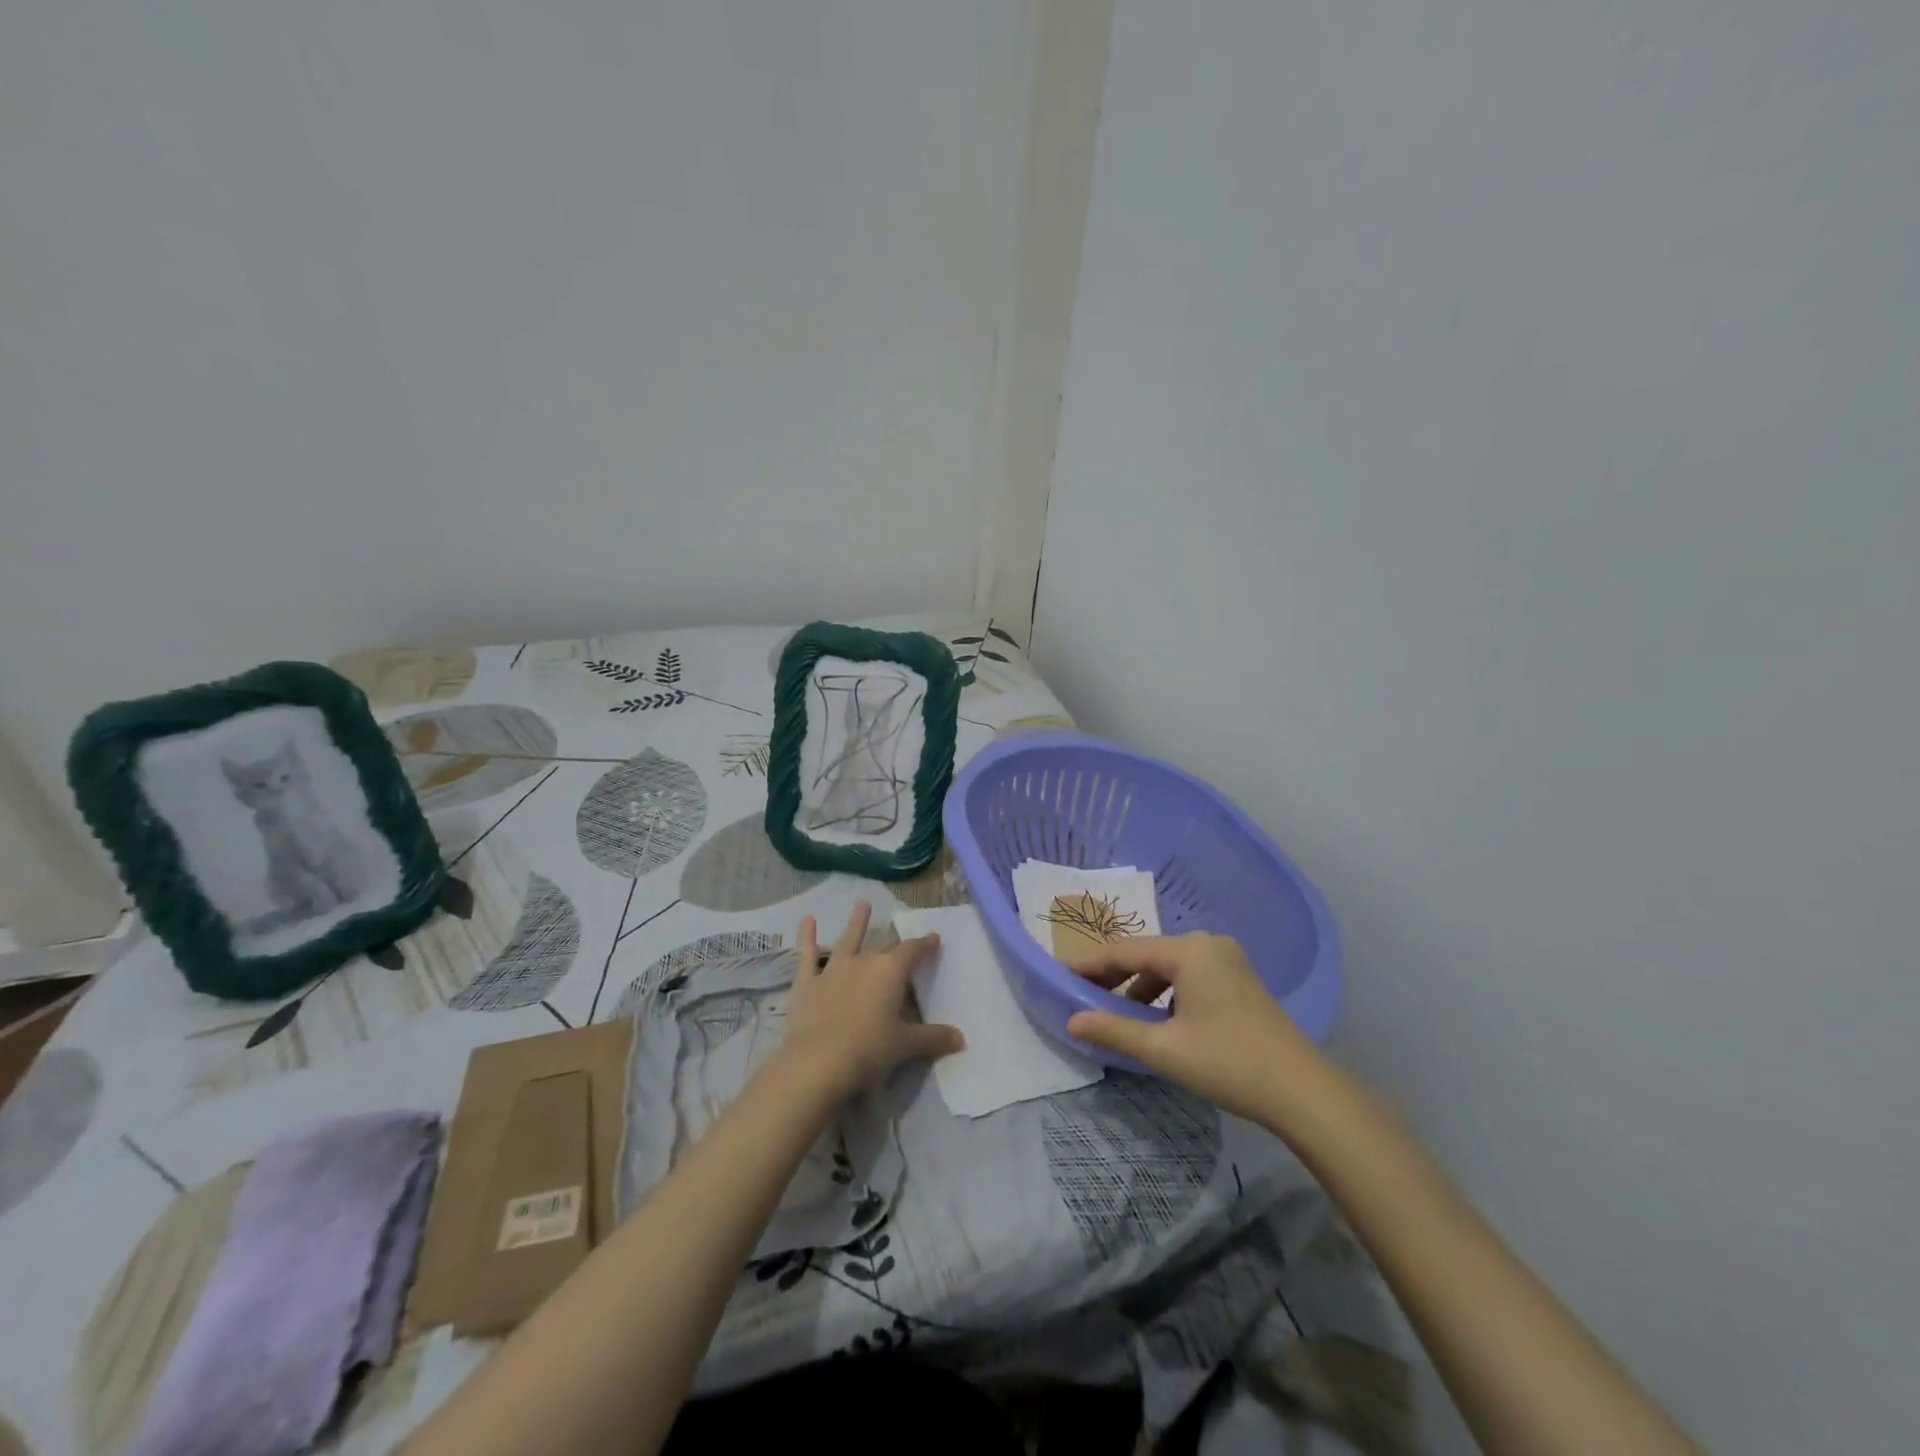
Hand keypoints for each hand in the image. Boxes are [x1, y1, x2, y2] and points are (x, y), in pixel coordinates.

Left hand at [775, 902, 963, 1102]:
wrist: (817, 1062)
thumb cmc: (869, 1051)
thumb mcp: (906, 1046)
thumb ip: (933, 1038)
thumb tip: (961, 1039)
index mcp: (890, 972)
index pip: (912, 951)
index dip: (924, 944)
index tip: (934, 938)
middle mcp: (864, 962)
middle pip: (883, 946)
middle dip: (894, 940)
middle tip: (901, 935)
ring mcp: (833, 969)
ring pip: (848, 939)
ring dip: (856, 922)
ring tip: (862, 903)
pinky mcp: (807, 982)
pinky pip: (807, 955)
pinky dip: (806, 937)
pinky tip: (806, 919)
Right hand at [1065, 932, 1326, 1123]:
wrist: (1303, 1091)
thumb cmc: (1228, 1063)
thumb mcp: (1164, 1049)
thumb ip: (1114, 1030)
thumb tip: (1071, 1022)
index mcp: (1189, 950)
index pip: (1126, 951)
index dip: (1090, 964)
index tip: (1060, 974)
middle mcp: (1207, 943)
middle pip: (1147, 954)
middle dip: (1114, 975)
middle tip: (1081, 994)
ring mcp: (1227, 959)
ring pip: (1168, 966)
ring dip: (1140, 987)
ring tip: (1115, 1012)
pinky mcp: (1238, 978)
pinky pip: (1188, 975)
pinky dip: (1165, 992)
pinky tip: (1155, 1018)